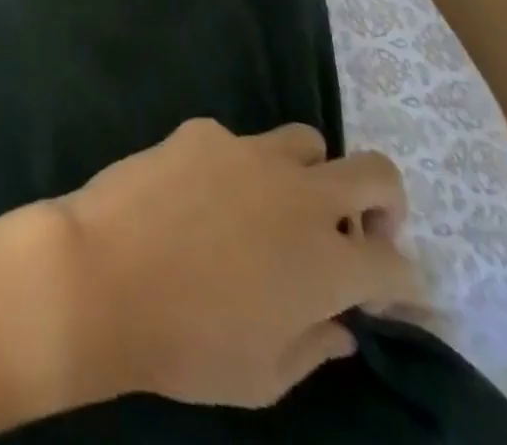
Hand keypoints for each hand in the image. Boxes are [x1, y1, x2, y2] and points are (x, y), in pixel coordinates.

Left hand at [51, 119, 420, 410]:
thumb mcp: (265, 376)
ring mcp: (247, 152)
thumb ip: (314, 346)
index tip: (377, 299)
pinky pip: (236, 141)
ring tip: (277, 206)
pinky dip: (236, 166)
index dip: (401, 285)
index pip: (400, 265)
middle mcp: (299, 196)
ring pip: (306, 141)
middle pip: (376, 173)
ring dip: (309, 173)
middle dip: (384, 203)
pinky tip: (202, 195)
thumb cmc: (188, 344)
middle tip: (356, 232)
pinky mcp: (201, 131)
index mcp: (328, 263)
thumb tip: (340, 326)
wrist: (104, 274)